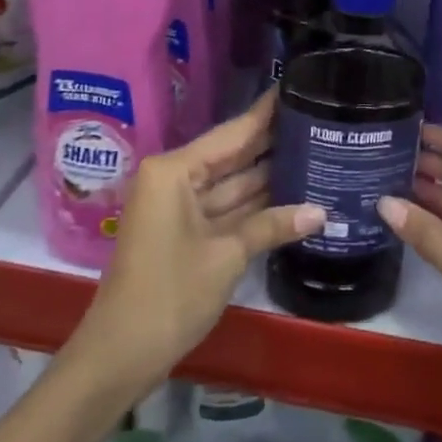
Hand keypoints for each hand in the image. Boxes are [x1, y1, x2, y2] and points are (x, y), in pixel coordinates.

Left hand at [75, 92, 322, 390]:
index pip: (232, 133)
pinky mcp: (184, 231)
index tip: (296, 86)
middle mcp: (175, 178)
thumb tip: (321, 211)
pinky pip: (225, 207)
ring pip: (231, 182)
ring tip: (315, 150)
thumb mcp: (225, 257)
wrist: (120, 356)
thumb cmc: (169, 295)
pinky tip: (292, 193)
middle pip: (232, 154)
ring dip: (268, 174)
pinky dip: (254, 205)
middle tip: (318, 118)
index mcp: (175, 170)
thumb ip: (272, 226)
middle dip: (272, 142)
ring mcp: (179, 206)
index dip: (265, 113)